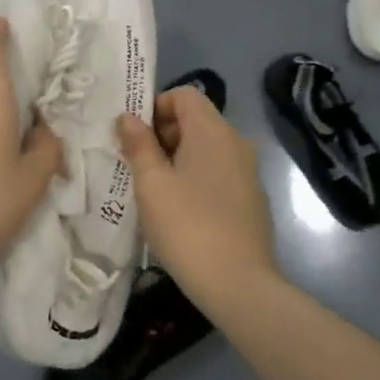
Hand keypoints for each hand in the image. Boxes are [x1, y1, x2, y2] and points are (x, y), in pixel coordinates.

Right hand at [117, 88, 276, 314]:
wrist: (237, 283)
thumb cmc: (186, 225)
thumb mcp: (151, 183)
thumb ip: (138, 145)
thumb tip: (128, 117)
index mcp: (213, 131)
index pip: (184, 95)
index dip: (155, 107)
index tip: (133, 138)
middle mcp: (236, 143)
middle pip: (195, 121)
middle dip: (162, 136)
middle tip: (136, 166)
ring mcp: (248, 173)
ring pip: (206, 150)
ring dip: (176, 160)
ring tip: (153, 191)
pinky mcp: (251, 200)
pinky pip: (217, 174)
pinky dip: (196, 180)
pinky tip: (179, 212)